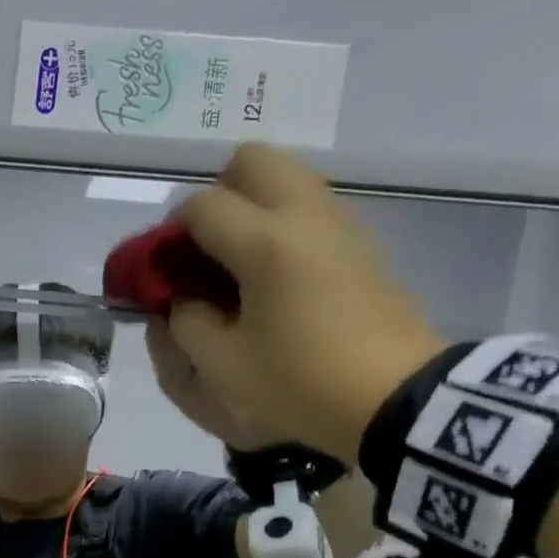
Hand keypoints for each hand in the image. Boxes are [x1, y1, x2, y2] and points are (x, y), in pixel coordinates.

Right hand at [160, 145, 446, 463]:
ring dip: (253, 206)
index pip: (201, 205)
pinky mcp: (362, 240)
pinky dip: (283, 222)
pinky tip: (275, 276)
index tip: (166, 270)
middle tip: (206, 249)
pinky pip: (311, 205)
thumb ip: (186, 323)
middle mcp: (305, 213)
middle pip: (251, 160)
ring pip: (287, 176)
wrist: (393, 396)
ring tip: (238, 264)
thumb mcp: (222, 366)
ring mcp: (340, 221)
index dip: (171, 233)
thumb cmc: (298, 383)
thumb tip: (181, 298)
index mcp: (265, 243)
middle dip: (217, 195)